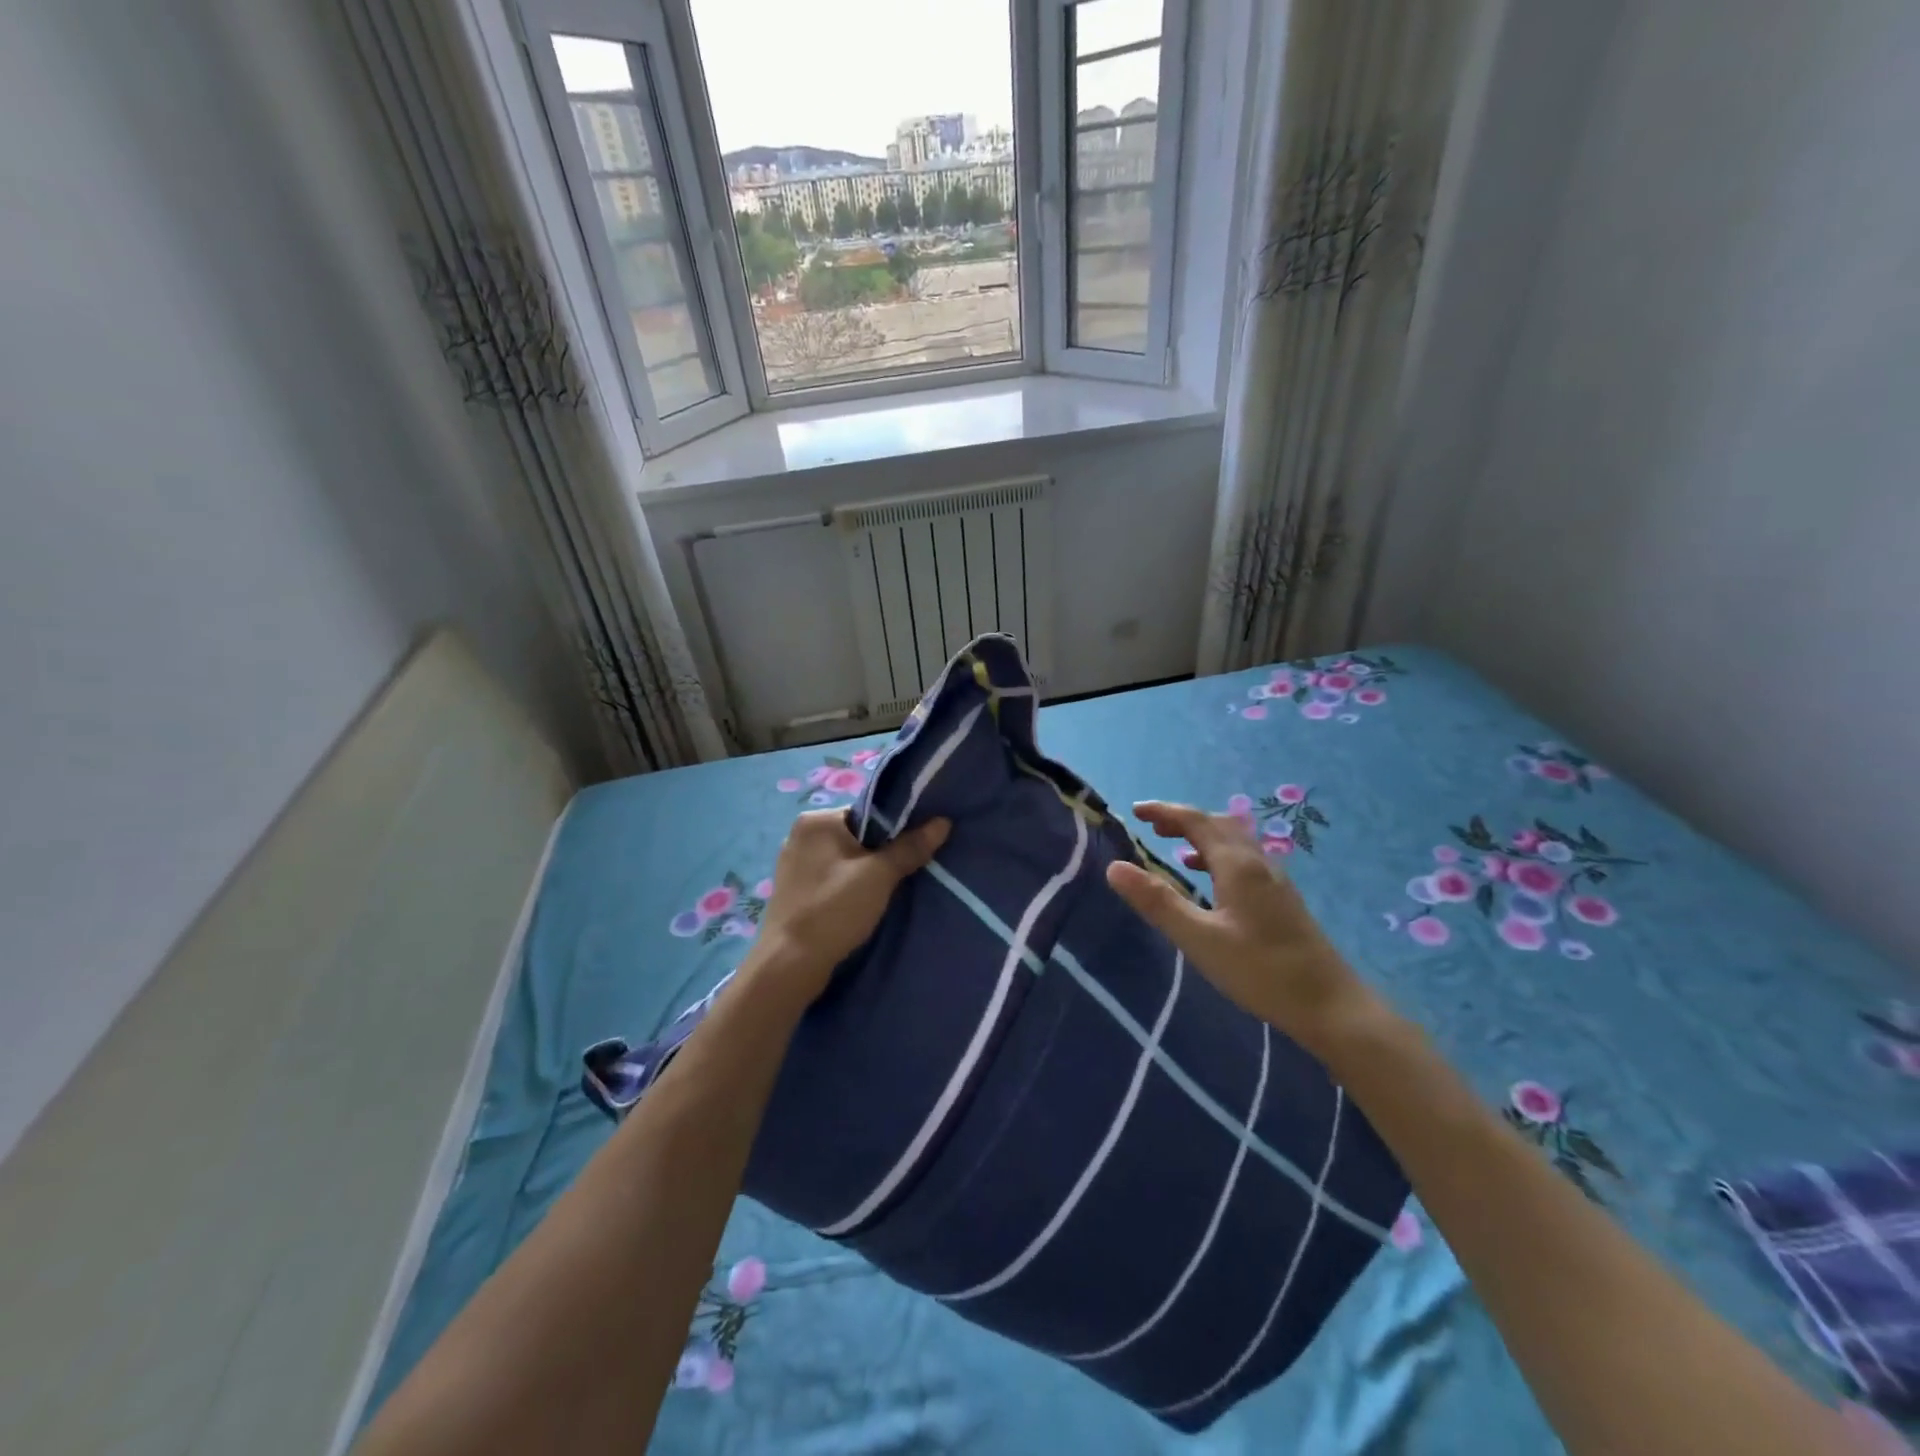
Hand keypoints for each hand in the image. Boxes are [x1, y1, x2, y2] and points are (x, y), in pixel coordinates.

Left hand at [749, 810, 950, 1007]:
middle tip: (906, 873)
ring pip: (845, 860)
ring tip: (887, 892)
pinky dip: (849, 888)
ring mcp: (793, 864)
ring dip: (866, 873)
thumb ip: (910, 847)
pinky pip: (832, 879)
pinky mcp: (794, 891)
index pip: (868, 813)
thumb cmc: (834, 910)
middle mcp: (800, 835)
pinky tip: (862, 905)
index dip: (896, 830)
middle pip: (857, 836)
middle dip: (881, 854)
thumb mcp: (879, 876)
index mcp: (816, 820)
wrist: (789, 965)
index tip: (915, 850)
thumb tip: (943, 822)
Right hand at [1105, 801, 1381, 1055]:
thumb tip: (1115, 867)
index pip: (1196, 821)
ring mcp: (1274, 881)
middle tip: (1152, 826)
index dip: (1165, 812)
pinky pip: (1244, 861)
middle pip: (1218, 825)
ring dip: (1202, 836)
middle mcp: (1258, 863)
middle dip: (1184, 820)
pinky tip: (1209, 881)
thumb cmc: (1260, 971)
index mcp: (1237, 865)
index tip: (1135, 811)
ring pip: (1234, 842)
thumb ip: (1158, 902)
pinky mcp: (1281, 900)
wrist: (1330, 1006)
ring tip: (1174, 846)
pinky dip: (1218, 857)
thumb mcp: (1199, 939)